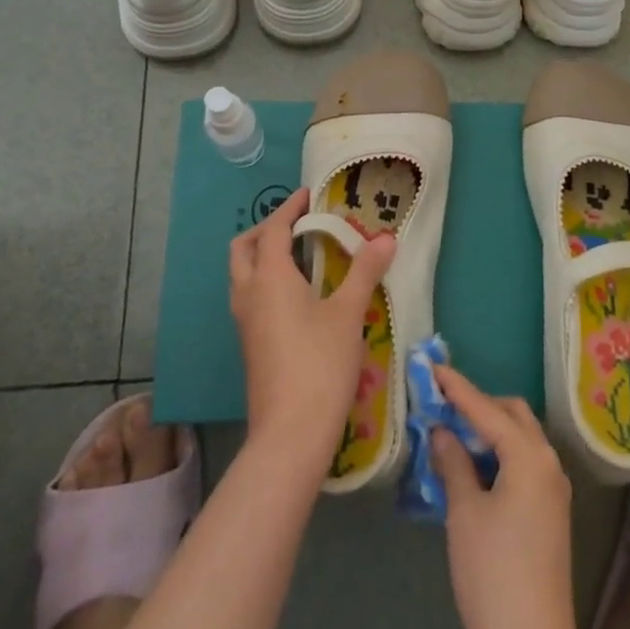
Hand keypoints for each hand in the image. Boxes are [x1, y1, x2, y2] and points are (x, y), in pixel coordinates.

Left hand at [229, 188, 394, 476]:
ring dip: (264, 255)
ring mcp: (245, 322)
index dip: (291, 209)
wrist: (290, 434)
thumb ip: (366, 271)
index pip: (274, 229)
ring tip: (302, 255)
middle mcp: (249, 294)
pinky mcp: (250, 344)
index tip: (309, 194)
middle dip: (267, 229)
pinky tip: (298, 294)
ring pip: (243, 274)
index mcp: (269, 277)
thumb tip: (386, 238)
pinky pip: (251, 296)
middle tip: (299, 224)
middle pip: (245, 248)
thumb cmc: (320, 364)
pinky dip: (267, 280)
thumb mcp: (349, 313)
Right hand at [431, 365, 579, 628]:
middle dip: (479, 404)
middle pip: (513, 415)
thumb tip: (443, 431)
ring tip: (453, 432)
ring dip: (491, 429)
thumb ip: (454, 463)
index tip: (434, 368)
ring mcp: (554, 488)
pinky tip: (474, 466)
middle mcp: (549, 462)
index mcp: (529, 456)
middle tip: (442, 404)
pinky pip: (525, 462)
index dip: (458, 388)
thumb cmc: (493, 575)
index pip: (488, 409)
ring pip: (521, 438)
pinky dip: (501, 452)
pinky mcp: (552, 510)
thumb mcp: (464, 513)